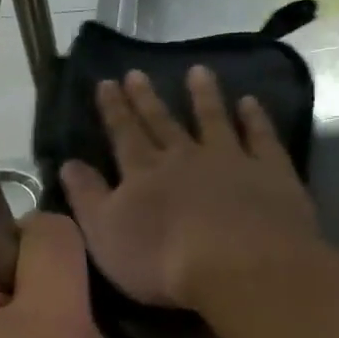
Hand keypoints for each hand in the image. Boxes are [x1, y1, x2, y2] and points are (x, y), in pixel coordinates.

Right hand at [60, 66, 318, 308]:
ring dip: (204, 95)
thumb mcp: (106, 235)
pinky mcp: (270, 172)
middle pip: (163, 122)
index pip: (123, 134)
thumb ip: (87, 198)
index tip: (106, 82)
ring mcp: (230, 160)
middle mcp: (184, 156)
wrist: (238, 266)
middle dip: (147, 99)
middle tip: (137, 73)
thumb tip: (68, 163)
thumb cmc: (163, 261)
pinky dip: (255, 118)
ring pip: (213, 119)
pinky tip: (250, 102)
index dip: (113, 109)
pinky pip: (261, 137)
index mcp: (143, 173)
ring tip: (198, 71)